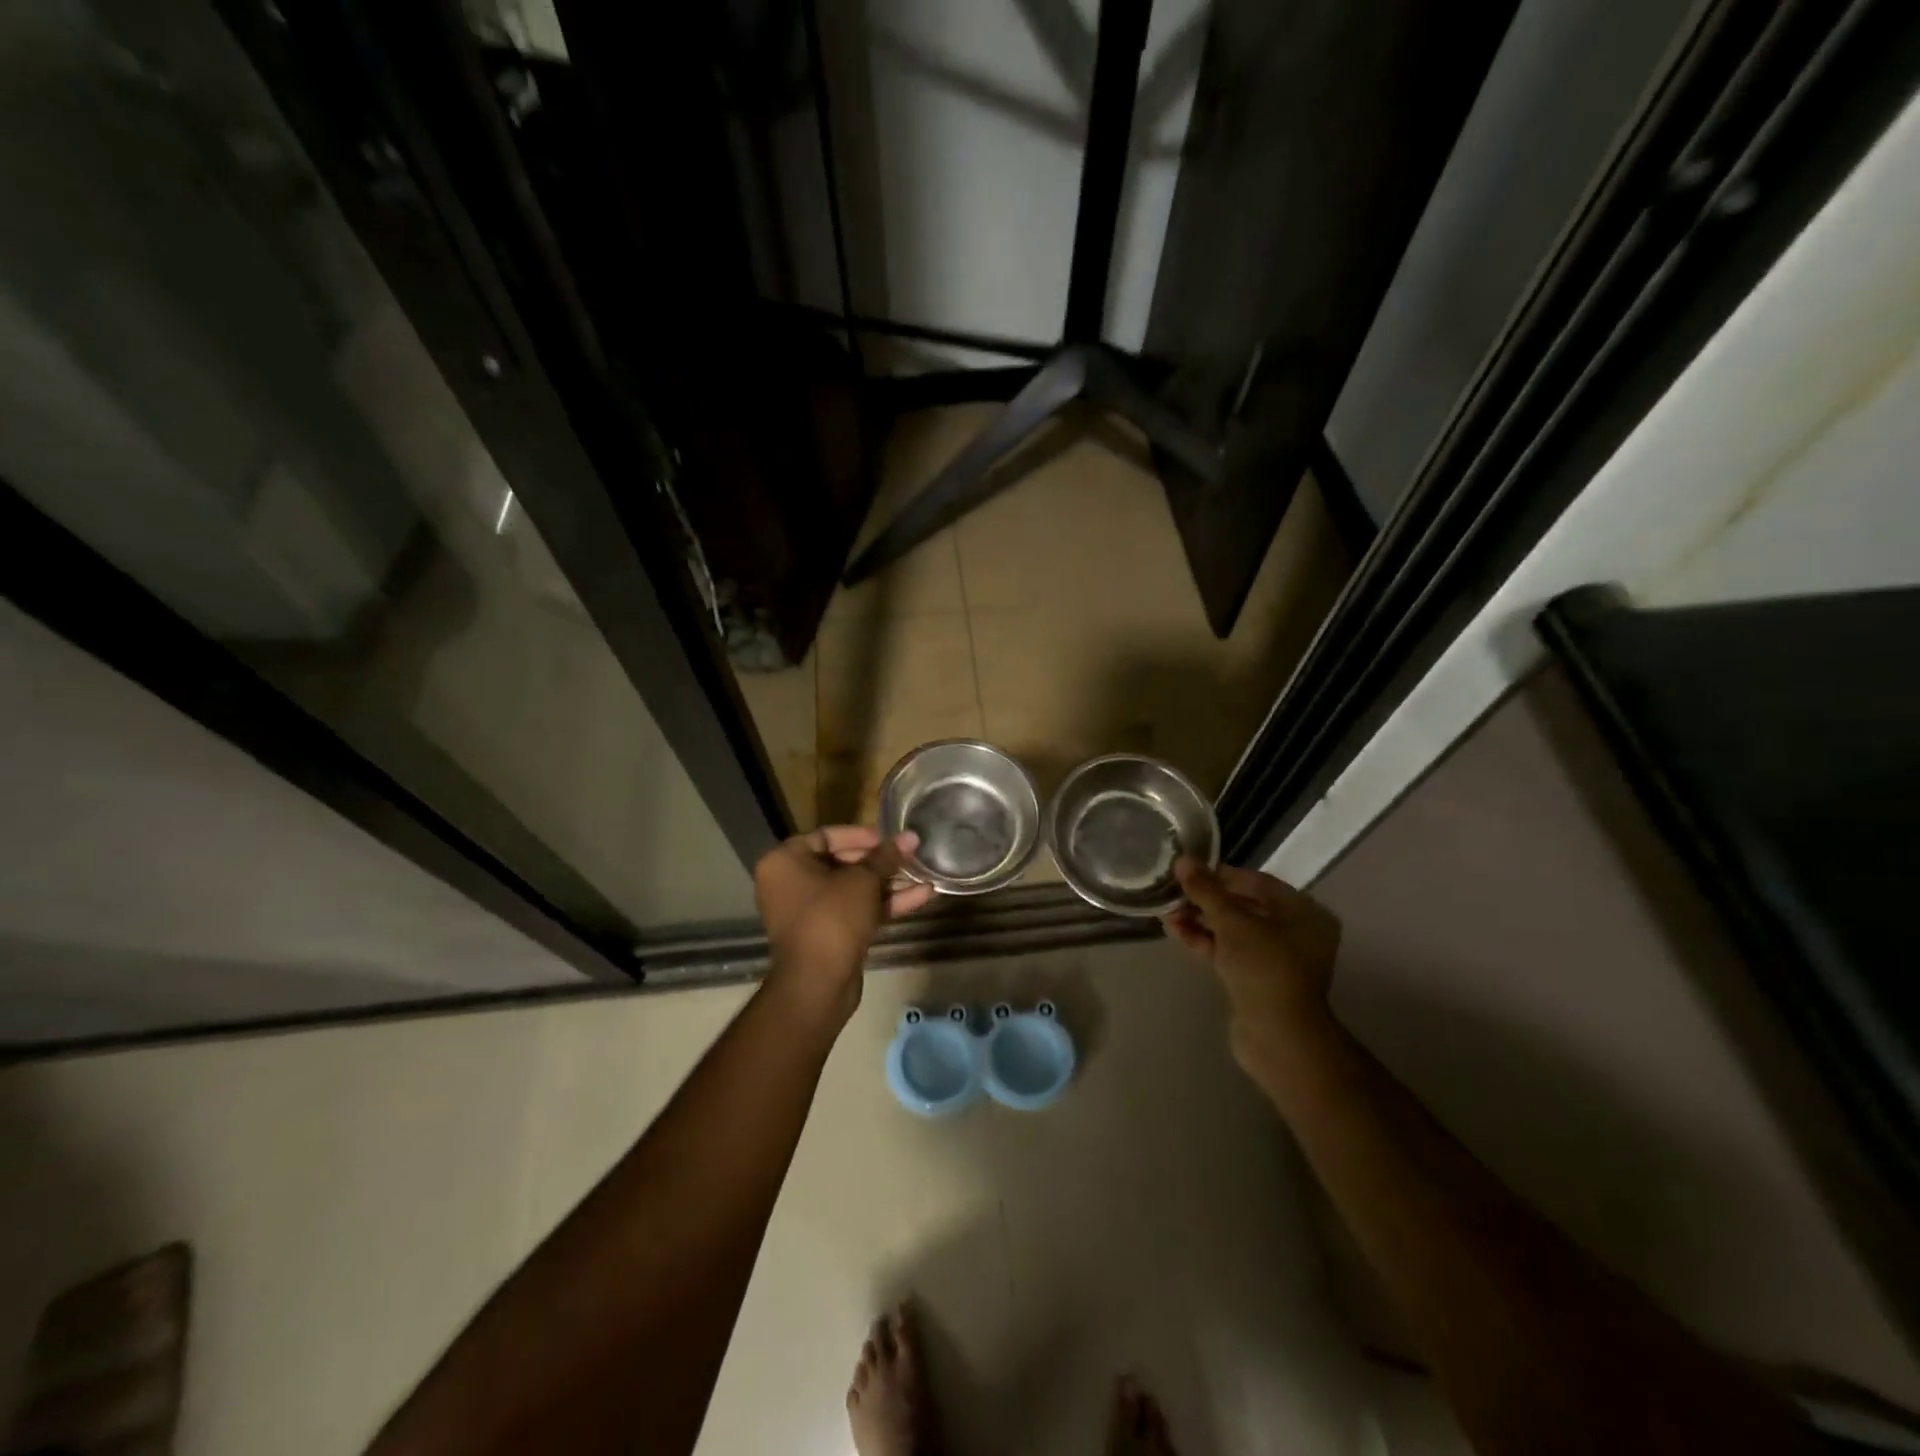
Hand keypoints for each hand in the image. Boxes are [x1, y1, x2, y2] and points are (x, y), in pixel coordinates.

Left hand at [755, 826, 932, 1021]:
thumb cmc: (832, 917)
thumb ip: (886, 857)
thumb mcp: (863, 881)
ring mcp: (809, 912)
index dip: (861, 834)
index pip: (826, 836)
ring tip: (924, 873)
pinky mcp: (828, 935)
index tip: (890, 837)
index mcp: (785, 862)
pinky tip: (922, 896)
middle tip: (910, 855)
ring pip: (853, 889)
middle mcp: (791, 884)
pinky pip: (856, 911)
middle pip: (841, 862)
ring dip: (888, 883)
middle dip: (880, 861)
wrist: (818, 984)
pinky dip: (884, 904)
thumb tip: (911, 837)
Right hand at [1165, 858, 1341, 1079]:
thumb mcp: (1232, 922)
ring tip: (1168, 914)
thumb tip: (1183, 860)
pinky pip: (1230, 951)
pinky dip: (1207, 941)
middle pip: (1245, 906)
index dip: (1221, 875)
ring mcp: (1277, 959)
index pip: (1258, 882)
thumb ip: (1206, 890)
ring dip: (1201, 920)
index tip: (1189, 872)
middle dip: (1206, 900)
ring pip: (1234, 930)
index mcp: (1304, 912)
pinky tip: (1177, 932)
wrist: (1277, 1036)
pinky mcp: (1258, 980)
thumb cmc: (1264, 967)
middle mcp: (1296, 933)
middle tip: (1174, 893)